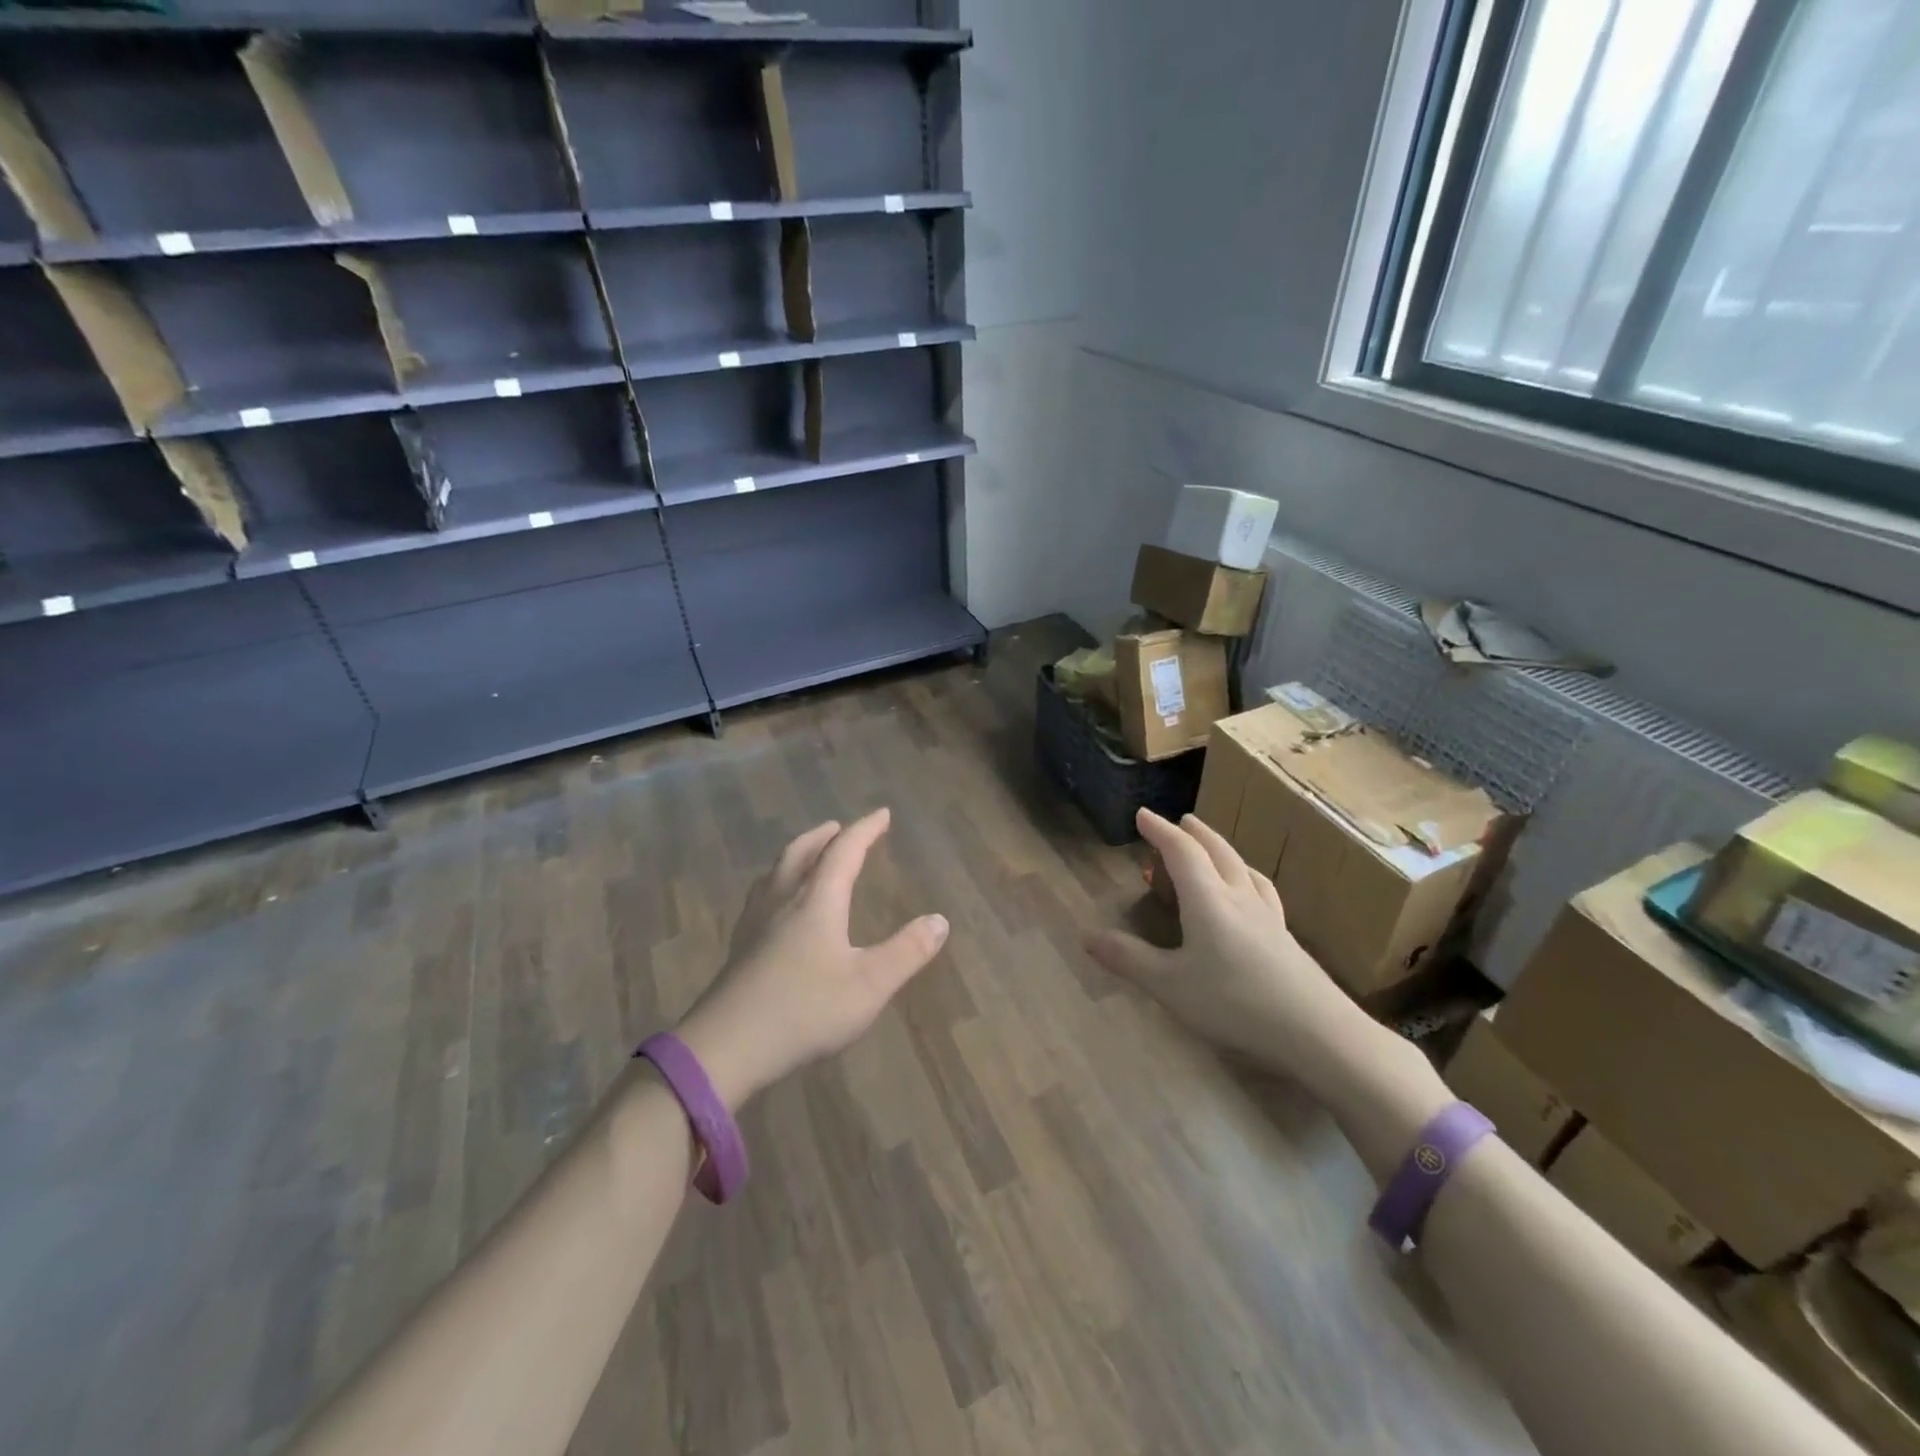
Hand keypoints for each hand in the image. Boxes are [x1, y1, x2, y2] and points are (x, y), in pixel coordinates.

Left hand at [675, 809, 949, 1109]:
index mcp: (817, 901)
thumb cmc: (805, 1010)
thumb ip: (907, 952)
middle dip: (824, 836)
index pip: (844, 851)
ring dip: (796, 855)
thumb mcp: (869, 985)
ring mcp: (755, 924)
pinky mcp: (739, 948)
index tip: (882, 813)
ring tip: (806, 855)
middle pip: (801, 853)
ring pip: (775, 873)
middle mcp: (783, 901)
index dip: (865, 829)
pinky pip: (760, 897)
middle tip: (838, 827)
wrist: (726, 1047)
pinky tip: (773, 906)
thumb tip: (940, 920)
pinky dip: (776, 883)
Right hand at [1086, 809, 1377, 1096]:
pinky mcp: (1287, 937)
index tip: (1142, 814)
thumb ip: (1129, 959)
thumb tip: (1086, 936)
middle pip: (1217, 851)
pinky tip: (1253, 893)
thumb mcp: (1170, 986)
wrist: (1318, 1032)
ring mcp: (1268, 916)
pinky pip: (1263, 891)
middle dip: (1194, 833)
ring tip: (1214, 849)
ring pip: (1243, 868)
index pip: (1181, 851)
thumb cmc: (1236, 1003)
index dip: (1159, 830)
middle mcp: (1239, 897)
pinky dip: (1248, 877)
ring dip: (1223, 850)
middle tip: (1179, 821)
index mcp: (1208, 900)